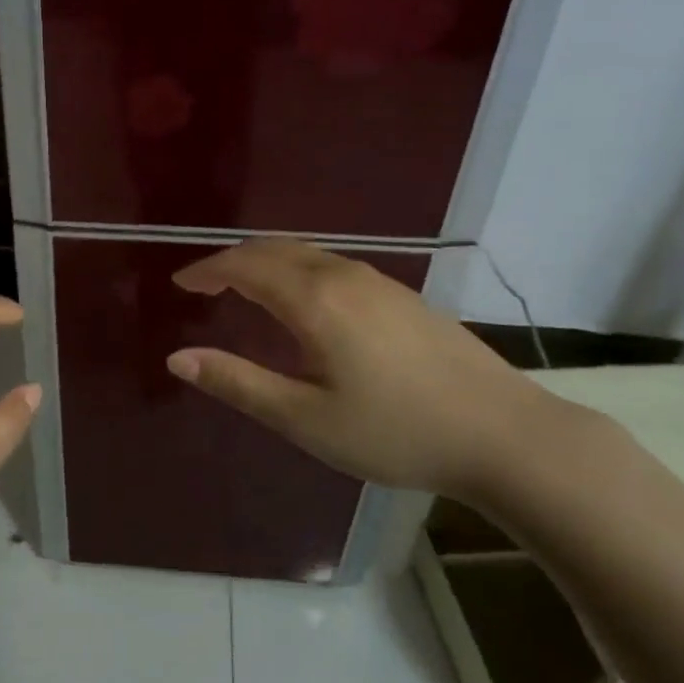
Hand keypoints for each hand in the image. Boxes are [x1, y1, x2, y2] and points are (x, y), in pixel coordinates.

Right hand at [166, 239, 576, 497]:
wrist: (505, 434)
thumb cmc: (395, 431)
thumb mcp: (305, 418)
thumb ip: (238, 383)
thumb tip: (178, 357)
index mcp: (314, 299)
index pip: (244, 265)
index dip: (207, 270)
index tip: (181, 284)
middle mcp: (343, 275)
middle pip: (274, 248)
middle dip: (232, 259)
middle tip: (205, 284)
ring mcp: (378, 281)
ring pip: (306, 252)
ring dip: (266, 261)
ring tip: (243, 287)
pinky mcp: (402, 295)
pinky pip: (332, 264)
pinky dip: (297, 268)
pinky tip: (302, 301)